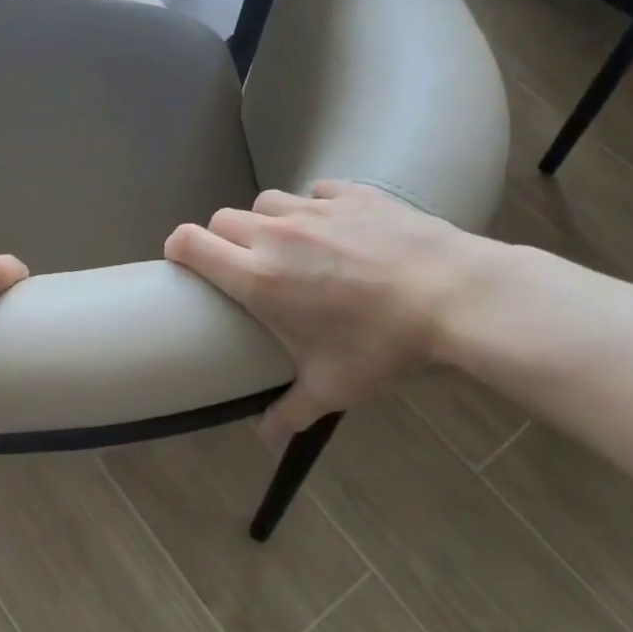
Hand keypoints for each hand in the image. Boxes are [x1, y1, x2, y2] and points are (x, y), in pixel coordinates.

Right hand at [165, 182, 486, 443]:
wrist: (455, 295)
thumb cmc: (382, 344)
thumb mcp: (333, 387)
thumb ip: (289, 411)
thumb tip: (265, 439)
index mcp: (258, 276)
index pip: (190, 242)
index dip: (177, 247)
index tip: (182, 262)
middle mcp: (275, 235)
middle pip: (222, 219)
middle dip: (221, 239)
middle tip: (242, 266)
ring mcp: (314, 209)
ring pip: (266, 202)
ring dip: (265, 221)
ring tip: (288, 245)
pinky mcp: (351, 194)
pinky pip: (314, 192)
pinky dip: (313, 207)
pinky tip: (333, 228)